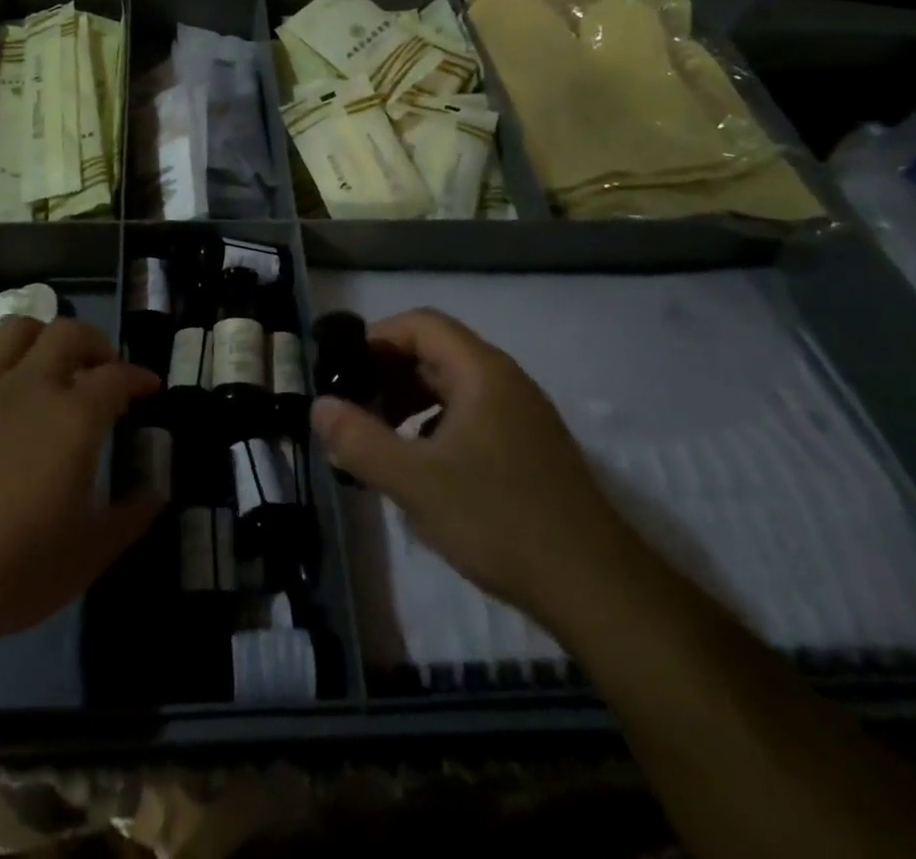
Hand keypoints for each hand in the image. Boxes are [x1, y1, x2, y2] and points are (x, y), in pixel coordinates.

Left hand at [0, 317, 161, 643]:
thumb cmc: (13, 570)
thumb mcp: (87, 556)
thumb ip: (128, 519)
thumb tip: (156, 495)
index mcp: (73, 417)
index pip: (116, 377)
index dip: (139, 377)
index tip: (149, 387)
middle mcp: (30, 387)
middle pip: (67, 332)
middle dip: (94, 342)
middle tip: (102, 368)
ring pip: (14, 331)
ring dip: (39, 337)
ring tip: (48, 363)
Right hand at [311, 308, 636, 629]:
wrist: (597, 590)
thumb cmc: (499, 520)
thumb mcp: (414, 482)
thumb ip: (358, 440)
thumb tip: (318, 407)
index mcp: (481, 372)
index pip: (420, 324)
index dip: (376, 339)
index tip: (343, 372)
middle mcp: (504, 382)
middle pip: (435, 353)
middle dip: (387, 375)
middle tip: (354, 410)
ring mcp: (521, 416)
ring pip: (452, 388)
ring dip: (409, 404)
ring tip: (380, 442)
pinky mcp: (528, 450)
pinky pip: (470, 418)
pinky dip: (435, 429)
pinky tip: (422, 471)